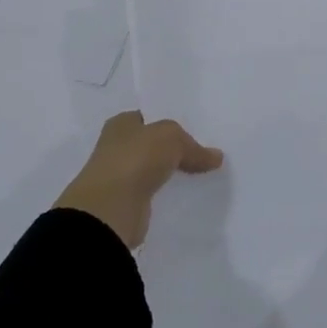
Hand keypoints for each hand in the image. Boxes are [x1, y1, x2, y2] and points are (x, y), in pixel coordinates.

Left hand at [55, 111, 224, 247]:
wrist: (110, 210)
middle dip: (174, 149)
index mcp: (121, 124)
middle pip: (153, 144)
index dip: (171, 121)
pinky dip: (168, 195)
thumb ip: (194, 146)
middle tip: (205, 153)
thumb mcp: (171, 138)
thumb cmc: (135, 159)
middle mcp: (117, 147)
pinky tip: (188, 196)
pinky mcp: (128, 204)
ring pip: (154, 170)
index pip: (150, 117)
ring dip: (172, 173)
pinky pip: (154, 194)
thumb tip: (216, 157)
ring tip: (203, 174)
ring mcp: (121, 177)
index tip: (197, 130)